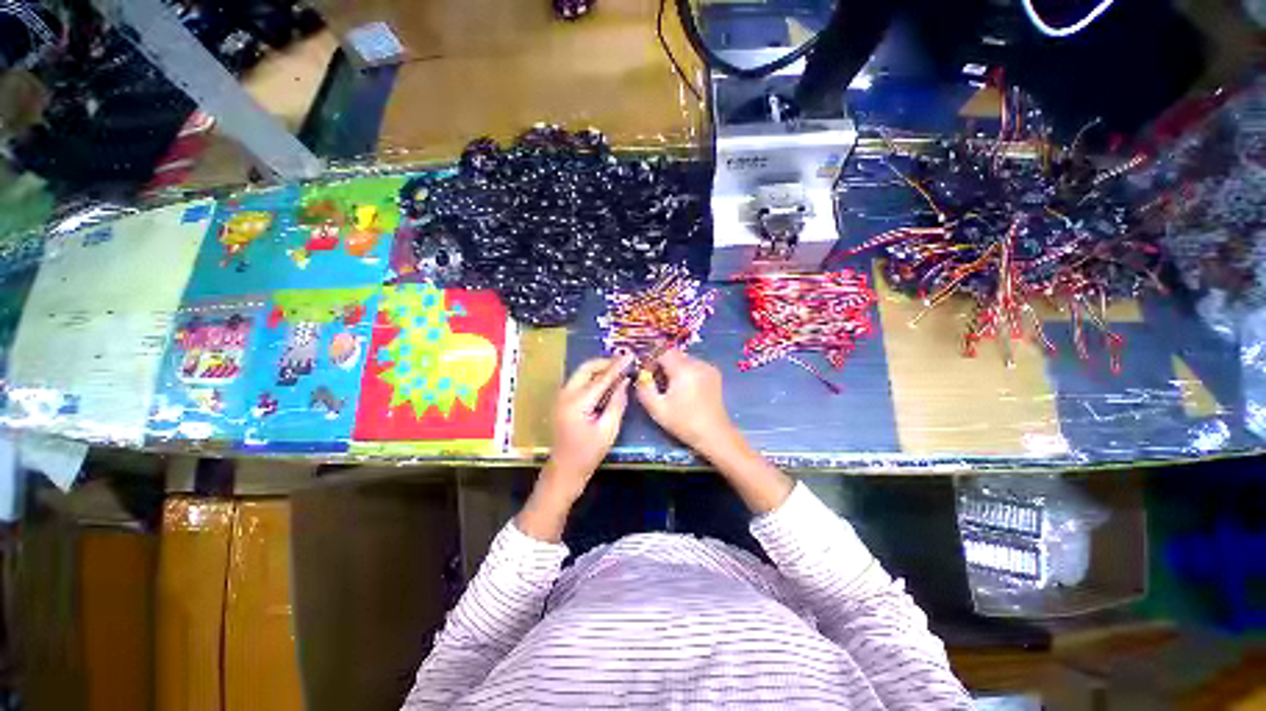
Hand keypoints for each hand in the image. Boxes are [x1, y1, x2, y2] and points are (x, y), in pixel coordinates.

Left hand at [541, 353, 633, 500]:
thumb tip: (625, 382)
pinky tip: (606, 382)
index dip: (618, 366)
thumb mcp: (608, 430)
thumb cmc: (588, 453)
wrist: (564, 469)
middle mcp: (566, 394)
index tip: (631, 356)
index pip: (602, 378)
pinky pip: (578, 381)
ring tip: (618, 370)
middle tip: (624, 363)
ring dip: (599, 368)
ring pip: (581, 372)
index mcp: (577, 402)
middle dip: (605, 362)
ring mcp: (561, 396)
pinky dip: (593, 377)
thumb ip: (617, 403)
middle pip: (586, 368)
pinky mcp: (562, 400)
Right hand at [635, 349, 736, 456]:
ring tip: (670, 386)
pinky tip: (684, 388)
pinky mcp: (714, 374)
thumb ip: (644, 388)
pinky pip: (694, 365)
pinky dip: (686, 371)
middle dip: (663, 364)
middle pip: (674, 355)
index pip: (663, 352)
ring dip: (674, 368)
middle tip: (656, 381)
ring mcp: (708, 367)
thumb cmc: (684, 422)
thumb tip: (640, 375)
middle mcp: (698, 363)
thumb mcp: (657, 408)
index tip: (646, 373)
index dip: (652, 360)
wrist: (714, 434)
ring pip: (684, 359)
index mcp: (684, 370)